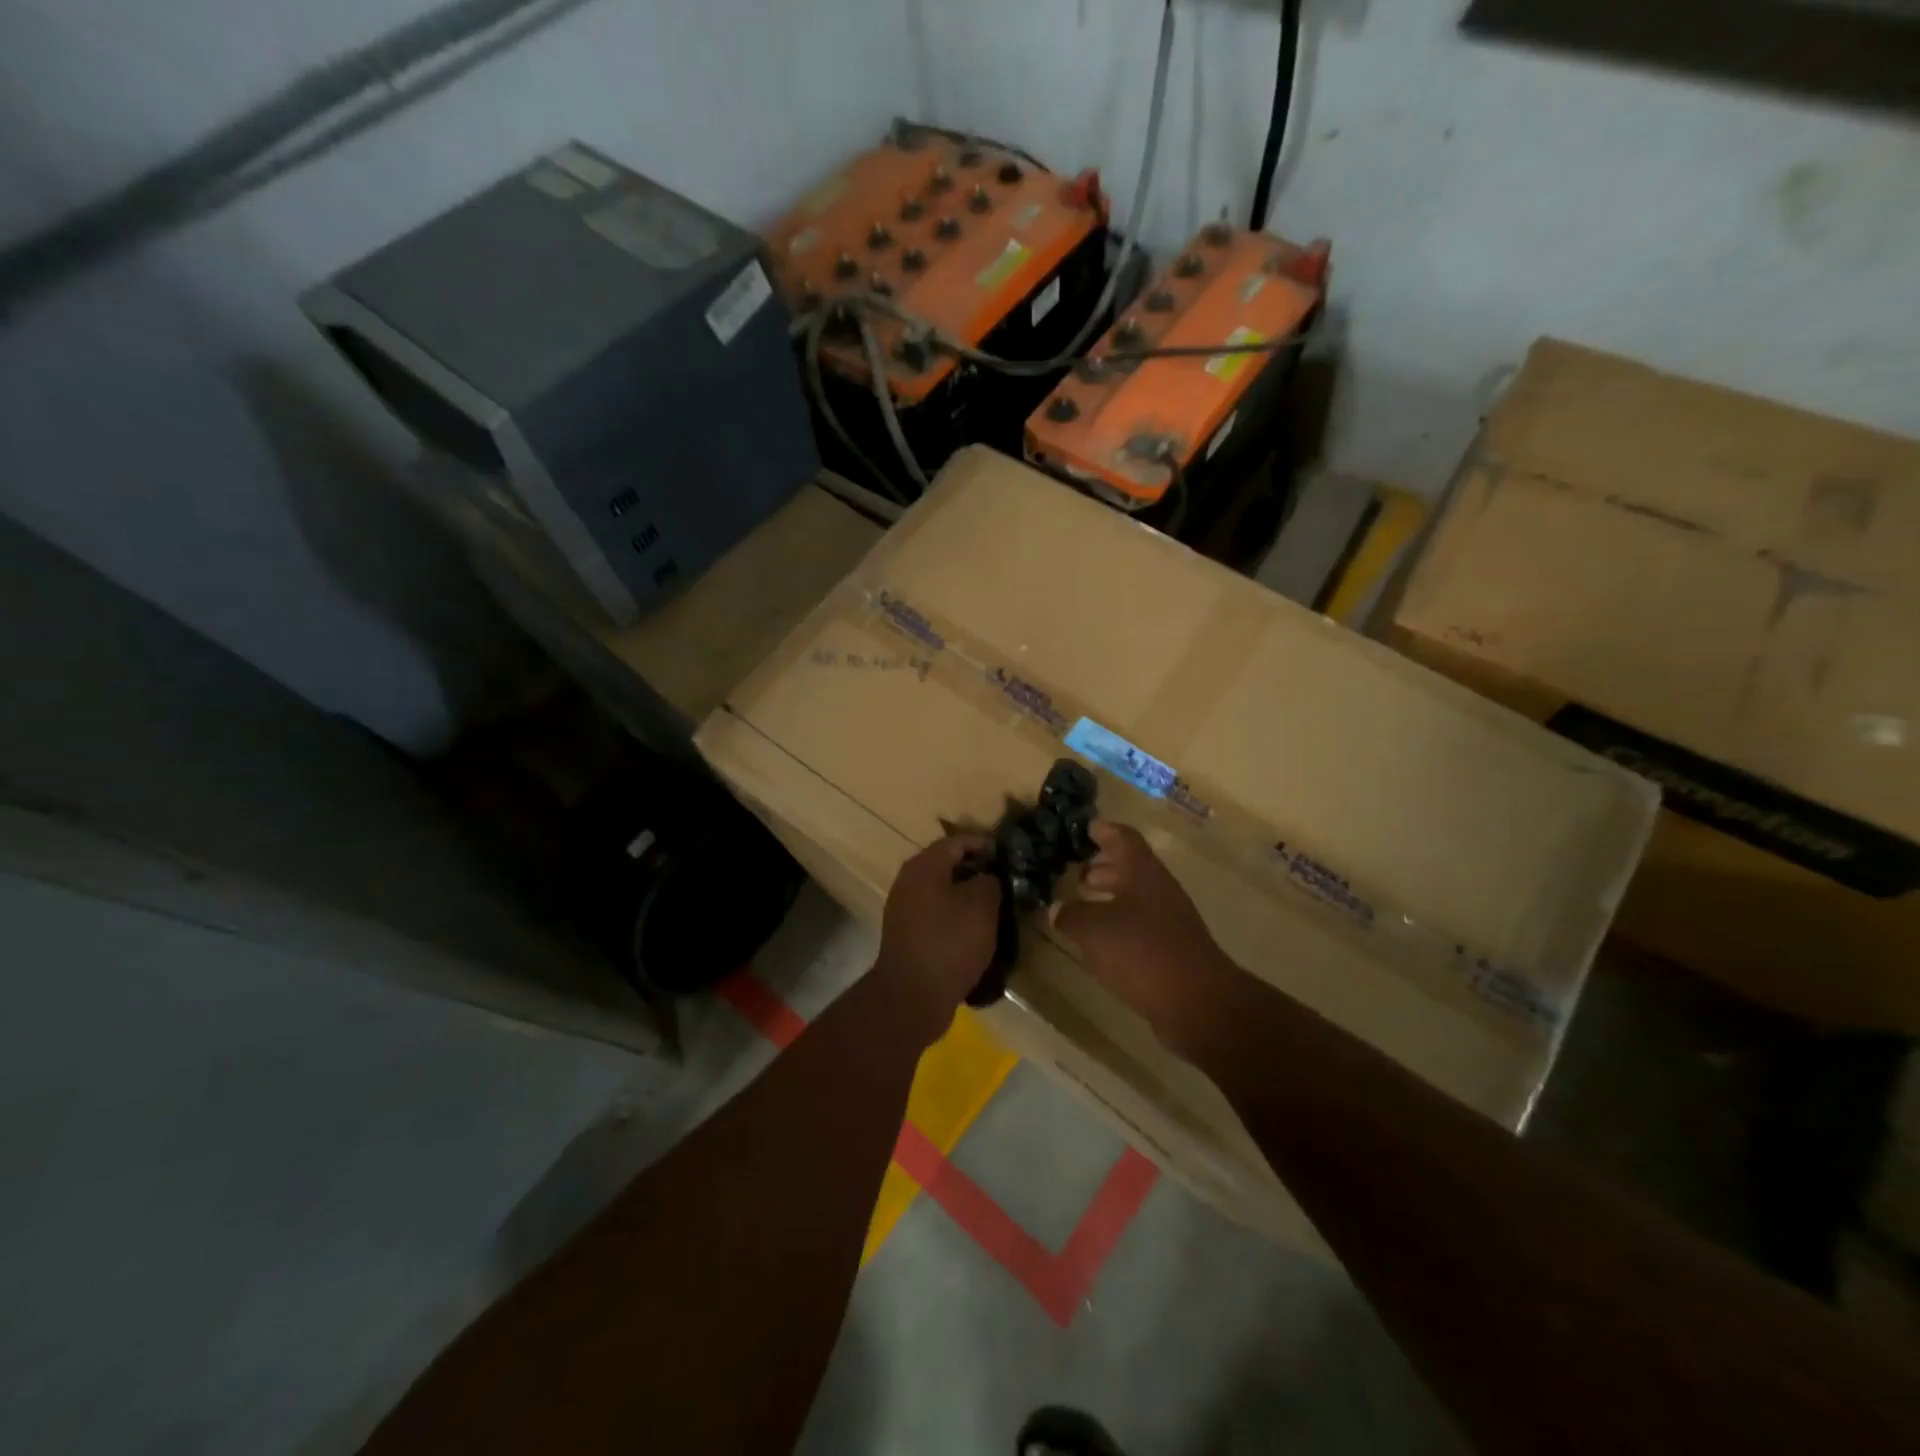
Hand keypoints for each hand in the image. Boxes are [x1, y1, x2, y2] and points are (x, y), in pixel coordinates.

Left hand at [873, 835, 1001, 1045]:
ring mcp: (905, 910)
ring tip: (995, 907)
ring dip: (967, 896)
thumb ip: (989, 881)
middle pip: (947, 866)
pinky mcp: (908, 935)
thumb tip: (987, 877)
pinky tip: (975, 932)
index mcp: (924, 867)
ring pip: (942, 892)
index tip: (1008, 855)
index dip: (984, 844)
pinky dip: (956, 917)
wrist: (911, 997)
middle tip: (1005, 881)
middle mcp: (909, 882)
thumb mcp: (981, 906)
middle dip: (977, 871)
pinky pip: (937, 915)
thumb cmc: (949, 943)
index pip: (957, 842)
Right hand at [1050, 820, 1241, 1057]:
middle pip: (1131, 868)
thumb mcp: (1093, 930)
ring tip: (1082, 904)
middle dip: (1104, 867)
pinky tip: (1100, 940)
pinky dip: (1118, 924)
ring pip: (1135, 898)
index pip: (1124, 838)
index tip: (1087, 827)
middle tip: (1078, 870)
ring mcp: (1169, 920)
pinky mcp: (1172, 949)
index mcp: (1143, 873)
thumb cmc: (1142, 951)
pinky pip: (1140, 925)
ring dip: (1110, 897)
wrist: (1197, 1002)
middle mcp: (1159, 890)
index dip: (1105, 831)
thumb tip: (1057, 908)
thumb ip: (1071, 915)